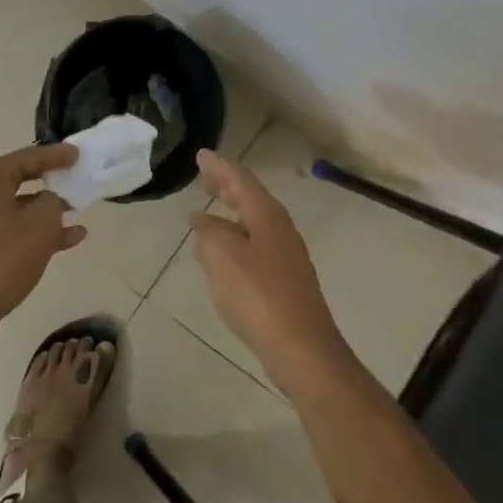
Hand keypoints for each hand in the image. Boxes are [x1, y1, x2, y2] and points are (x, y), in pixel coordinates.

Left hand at [0, 143, 86, 347]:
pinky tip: (67, 241)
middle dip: (51, 182)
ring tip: (78, 215)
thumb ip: (52, 203)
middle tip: (76, 180)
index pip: (27, 157)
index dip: (55, 155)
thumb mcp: (40, 225)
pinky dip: (35, 233)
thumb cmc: (0, 260)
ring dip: (47, 211)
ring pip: (18, 209)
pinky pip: (11, 231)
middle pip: (20, 180)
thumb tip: (49, 201)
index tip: (77, 155)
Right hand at [190, 150, 355, 399]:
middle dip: (226, 186)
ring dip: (230, 214)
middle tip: (205, 174)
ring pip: (252, 223)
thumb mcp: (222, 256)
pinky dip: (234, 239)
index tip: (201, 155)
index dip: (219, 167)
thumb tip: (203, 219)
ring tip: (207, 211)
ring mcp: (285, 256)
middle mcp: (279, 230)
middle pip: (250, 199)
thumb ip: (209, 233)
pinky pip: (253, 246)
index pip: (241, 181)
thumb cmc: (258, 294)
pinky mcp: (283, 281)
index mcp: (267, 215)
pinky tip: (221, 254)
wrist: (300, 348)